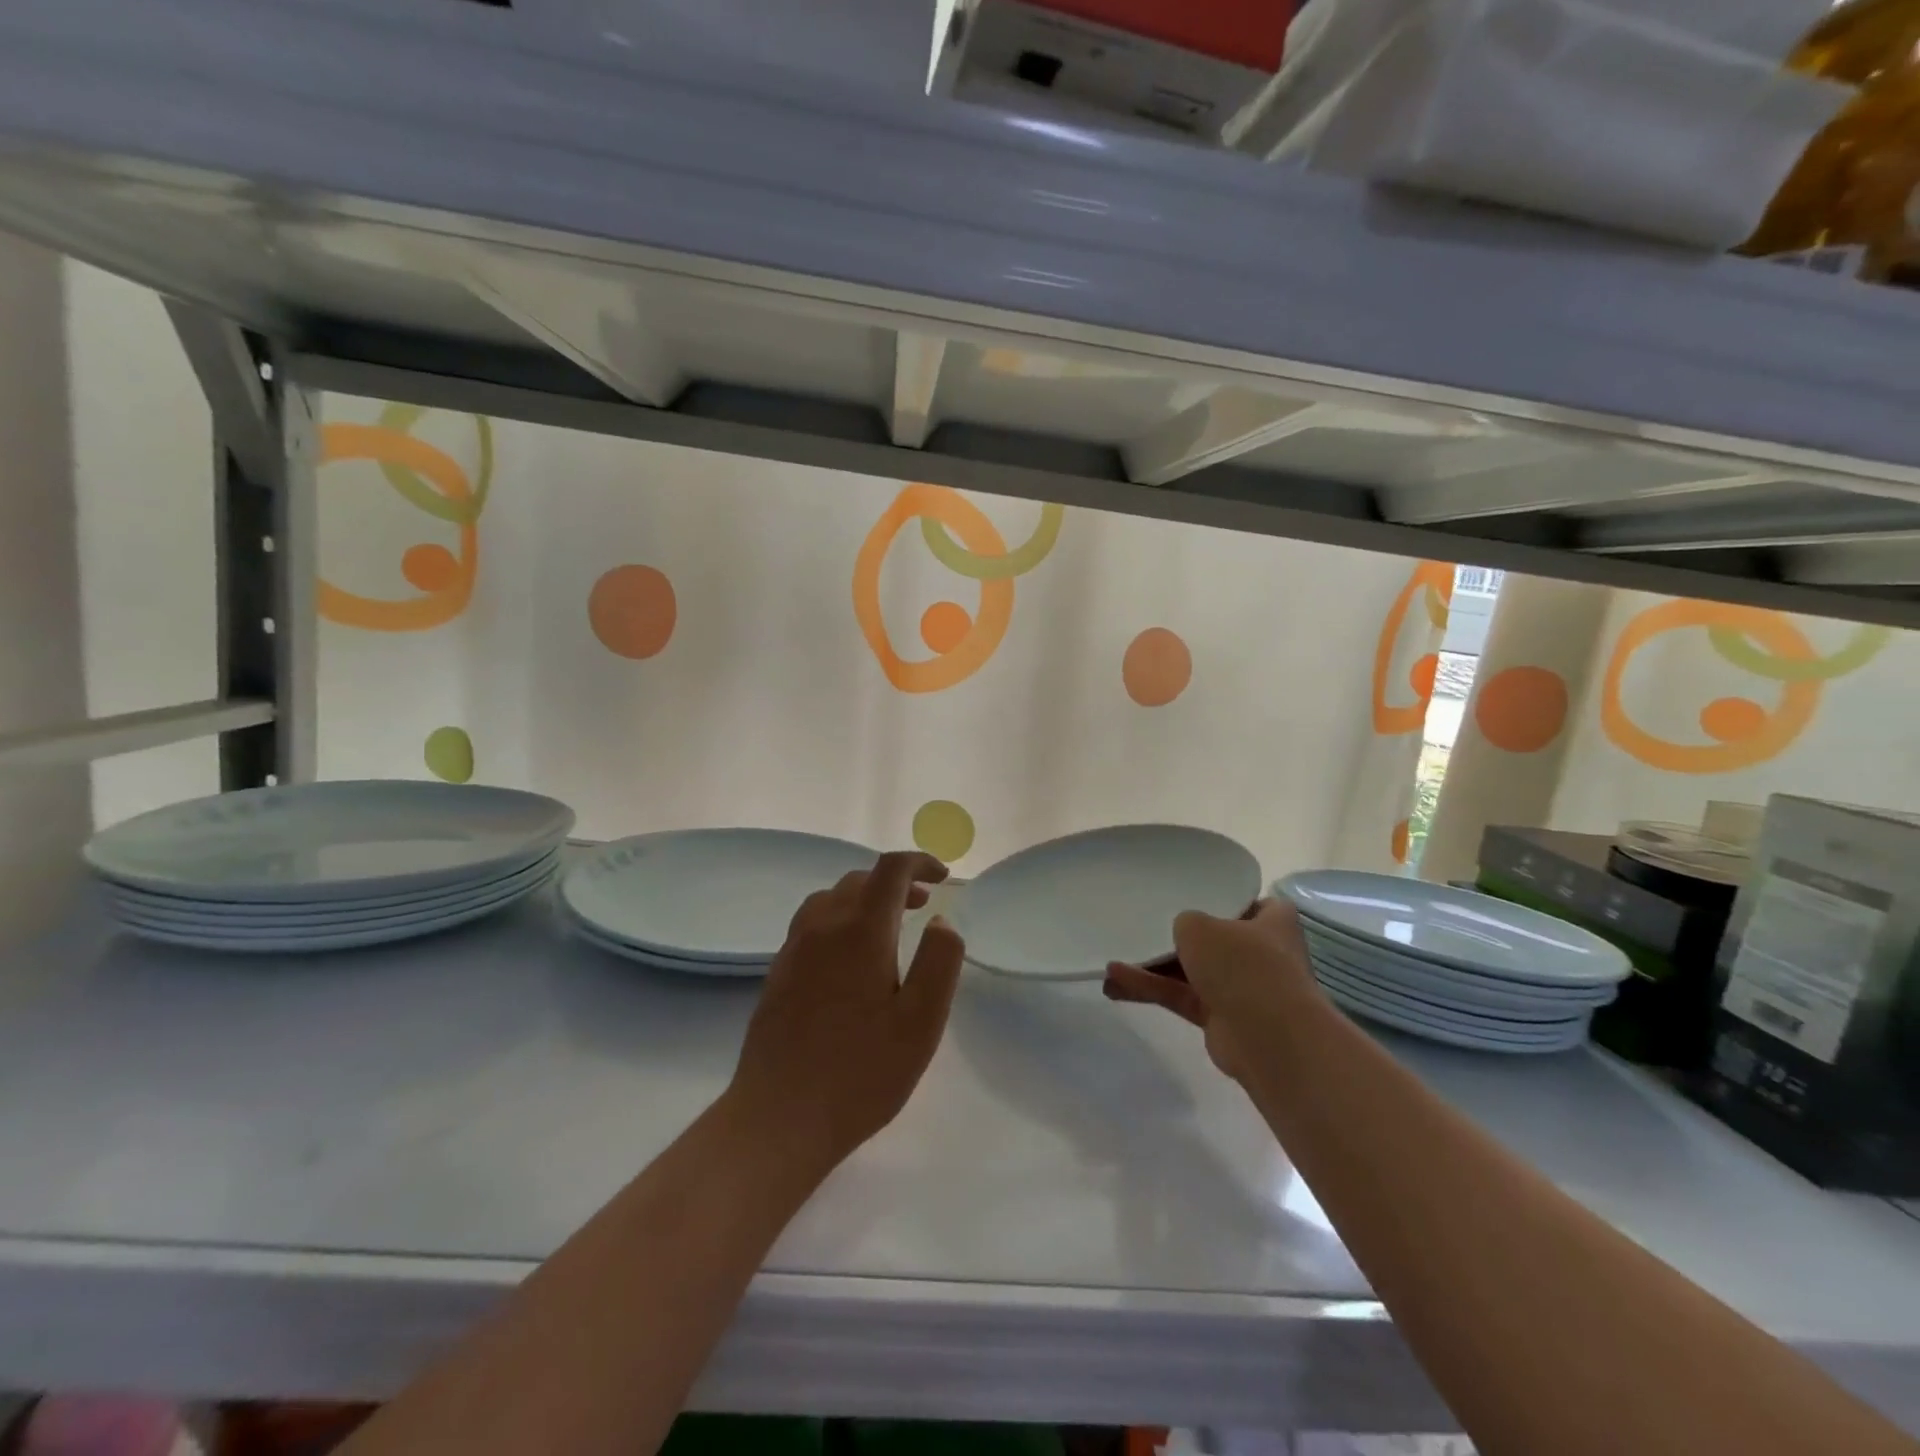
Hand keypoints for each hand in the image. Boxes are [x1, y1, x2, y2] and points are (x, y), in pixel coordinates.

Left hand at [727, 851, 965, 1168]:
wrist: (779, 1117)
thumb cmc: (861, 1072)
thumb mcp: (921, 1022)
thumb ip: (939, 962)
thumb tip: (942, 922)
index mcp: (860, 931)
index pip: (890, 870)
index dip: (919, 863)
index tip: (942, 877)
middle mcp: (822, 927)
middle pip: (859, 880)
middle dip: (895, 882)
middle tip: (922, 904)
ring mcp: (794, 949)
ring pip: (831, 899)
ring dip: (864, 899)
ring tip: (887, 925)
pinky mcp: (778, 973)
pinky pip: (812, 924)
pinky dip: (840, 919)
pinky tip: (850, 958)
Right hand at [1104, 899, 1322, 1084]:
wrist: (1267, 1037)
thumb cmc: (1243, 965)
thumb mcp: (1201, 926)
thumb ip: (1186, 922)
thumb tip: (1184, 934)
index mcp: (1272, 923)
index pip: (1250, 904)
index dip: (1223, 900)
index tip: (1191, 896)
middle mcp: (1260, 954)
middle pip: (1213, 940)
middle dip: (1178, 937)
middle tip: (1142, 927)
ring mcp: (1241, 989)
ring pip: (1190, 972)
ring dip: (1153, 968)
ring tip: (1111, 964)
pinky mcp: (1221, 1019)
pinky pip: (1181, 996)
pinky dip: (1153, 990)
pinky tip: (1115, 983)